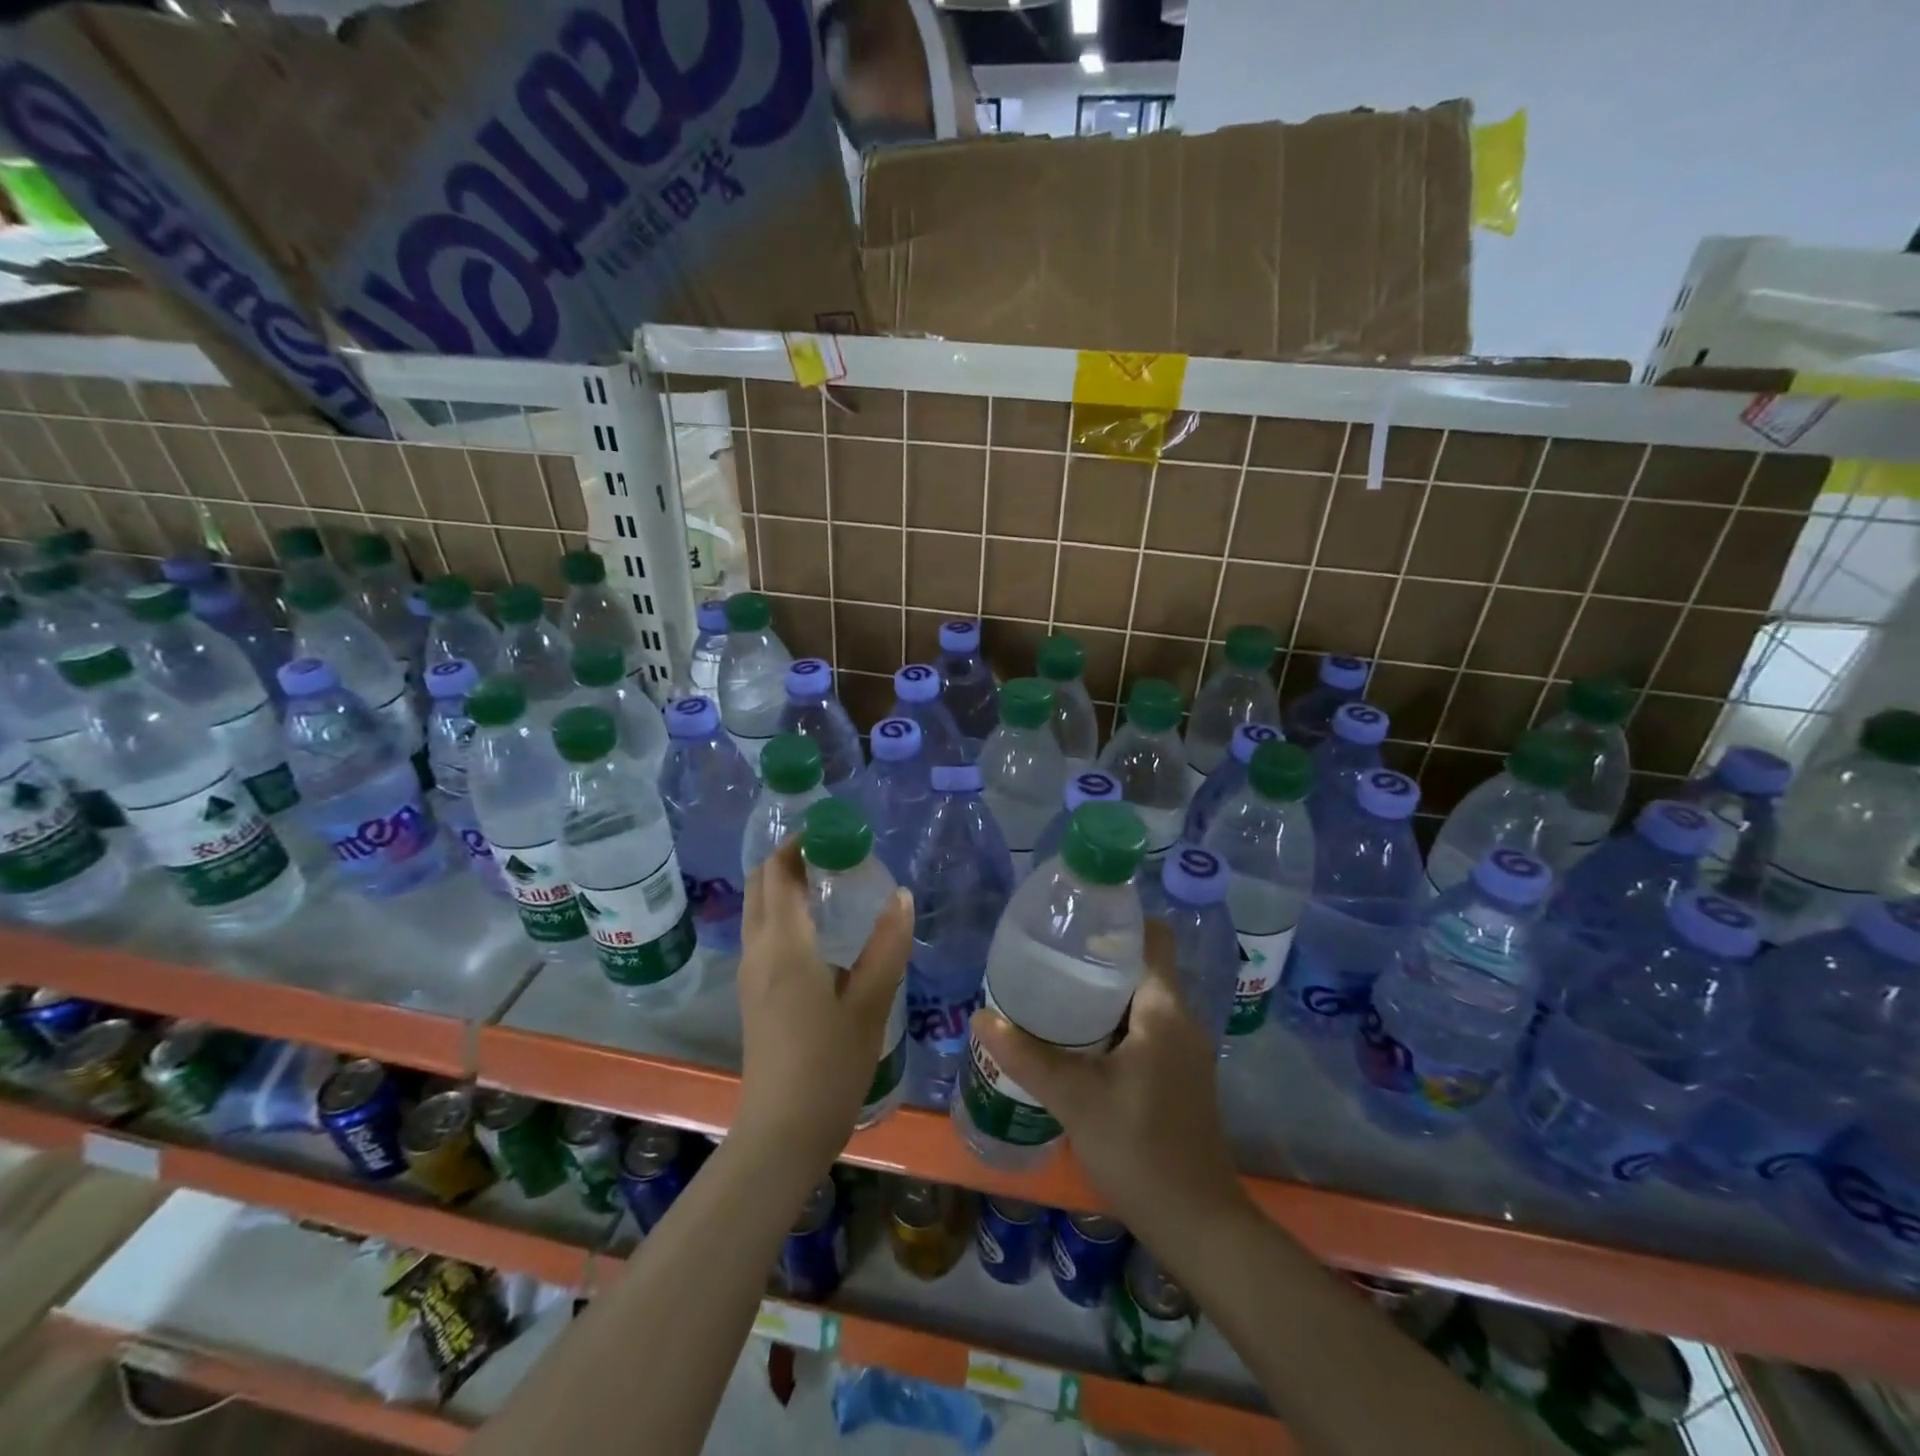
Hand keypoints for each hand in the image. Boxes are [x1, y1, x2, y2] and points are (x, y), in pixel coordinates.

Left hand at [735, 837, 911, 1171]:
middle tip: (838, 853)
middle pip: (762, 883)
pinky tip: (821, 926)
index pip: (779, 871)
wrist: (782, 1130)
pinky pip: (762, 931)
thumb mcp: (870, 1002)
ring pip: (759, 907)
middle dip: (792, 857)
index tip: (838, 832)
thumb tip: (902, 896)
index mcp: (783, 944)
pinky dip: (784, 910)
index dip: (803, 842)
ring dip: (786, 883)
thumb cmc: (829, 1064)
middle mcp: (757, 949)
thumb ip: (887, 944)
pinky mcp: (753, 992)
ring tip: (833, 881)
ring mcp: (750, 972)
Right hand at [970, 922, 1249, 1246]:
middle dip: (1095, 959)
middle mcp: (1180, 1020)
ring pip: (1140, 1000)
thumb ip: (1026, 1056)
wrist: (1199, 1225)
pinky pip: (1144, 1029)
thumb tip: (980, 1018)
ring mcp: (1183, 1051)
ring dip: (1100, 994)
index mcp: (1164, 1009)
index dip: (1116, 921)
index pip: (1151, 937)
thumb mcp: (1075, 1099)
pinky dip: (1111, 1024)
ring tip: (1051, 994)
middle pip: (1140, 967)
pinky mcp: (1178, 1076)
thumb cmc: (1140, 1149)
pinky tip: (1075, 1043)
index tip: (1072, 922)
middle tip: (1046, 959)